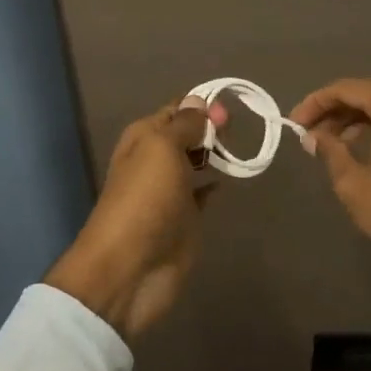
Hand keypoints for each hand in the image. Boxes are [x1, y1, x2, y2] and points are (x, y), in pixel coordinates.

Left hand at [44, 95, 227, 343]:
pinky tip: (231, 178)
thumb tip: (198, 101)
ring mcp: (171, 190)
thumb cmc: (145, 200)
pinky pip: (203, 192)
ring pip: (197, 161)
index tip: (230, 112)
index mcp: (144, 137)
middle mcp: (156, 159)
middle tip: (237, 131)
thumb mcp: (162, 149)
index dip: (203, 105)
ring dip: (216, 153)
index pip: (178, 109)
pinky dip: (216, 184)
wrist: (131, 269)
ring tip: (240, 149)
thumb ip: (183, 124)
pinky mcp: (185, 217)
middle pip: (189, 133)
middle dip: (212, 128)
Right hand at [290, 79, 370, 288]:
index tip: (295, 123)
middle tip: (311, 134)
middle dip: (338, 112)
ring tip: (335, 145)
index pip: (348, 89)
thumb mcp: (356, 185)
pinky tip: (368, 149)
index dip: (316, 103)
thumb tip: (316, 135)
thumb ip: (331, 151)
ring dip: (361, 121)